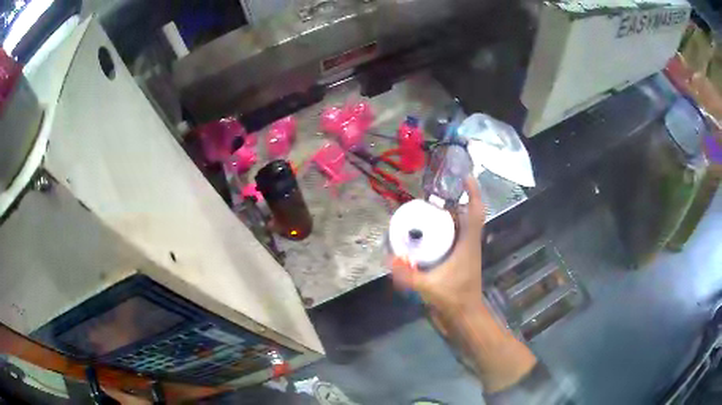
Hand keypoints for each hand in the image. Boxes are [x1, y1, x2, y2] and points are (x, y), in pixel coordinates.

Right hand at [391, 176, 486, 316]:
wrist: (464, 317)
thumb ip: (408, 275)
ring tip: (425, 210)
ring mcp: (464, 253)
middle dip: (452, 201)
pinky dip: (443, 230)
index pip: (475, 212)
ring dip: (447, 216)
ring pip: (459, 226)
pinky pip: (453, 238)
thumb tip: (390, 259)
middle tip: (431, 194)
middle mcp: (468, 244)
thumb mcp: (429, 287)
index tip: (465, 175)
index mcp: (468, 245)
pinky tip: (426, 234)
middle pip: (465, 215)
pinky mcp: (458, 261)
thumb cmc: (454, 300)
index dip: (473, 192)